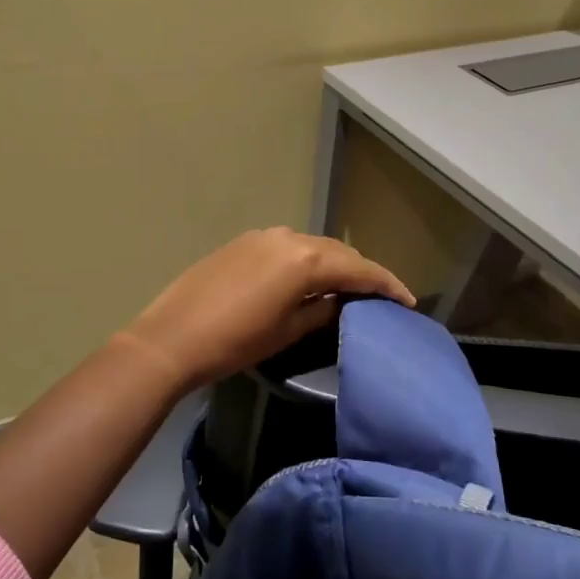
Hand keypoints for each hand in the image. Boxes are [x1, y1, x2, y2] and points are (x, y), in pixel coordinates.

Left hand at [122, 227, 415, 391]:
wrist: (171, 338)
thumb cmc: (235, 342)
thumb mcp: (286, 332)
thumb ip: (321, 311)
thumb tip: (340, 301)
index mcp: (304, 260)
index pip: (358, 269)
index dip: (386, 284)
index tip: (408, 301)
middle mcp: (287, 238)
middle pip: (337, 252)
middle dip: (361, 272)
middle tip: (381, 295)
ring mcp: (262, 237)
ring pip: (312, 246)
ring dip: (333, 265)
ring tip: (349, 289)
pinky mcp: (242, 243)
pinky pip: (287, 247)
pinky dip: (305, 261)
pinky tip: (308, 280)